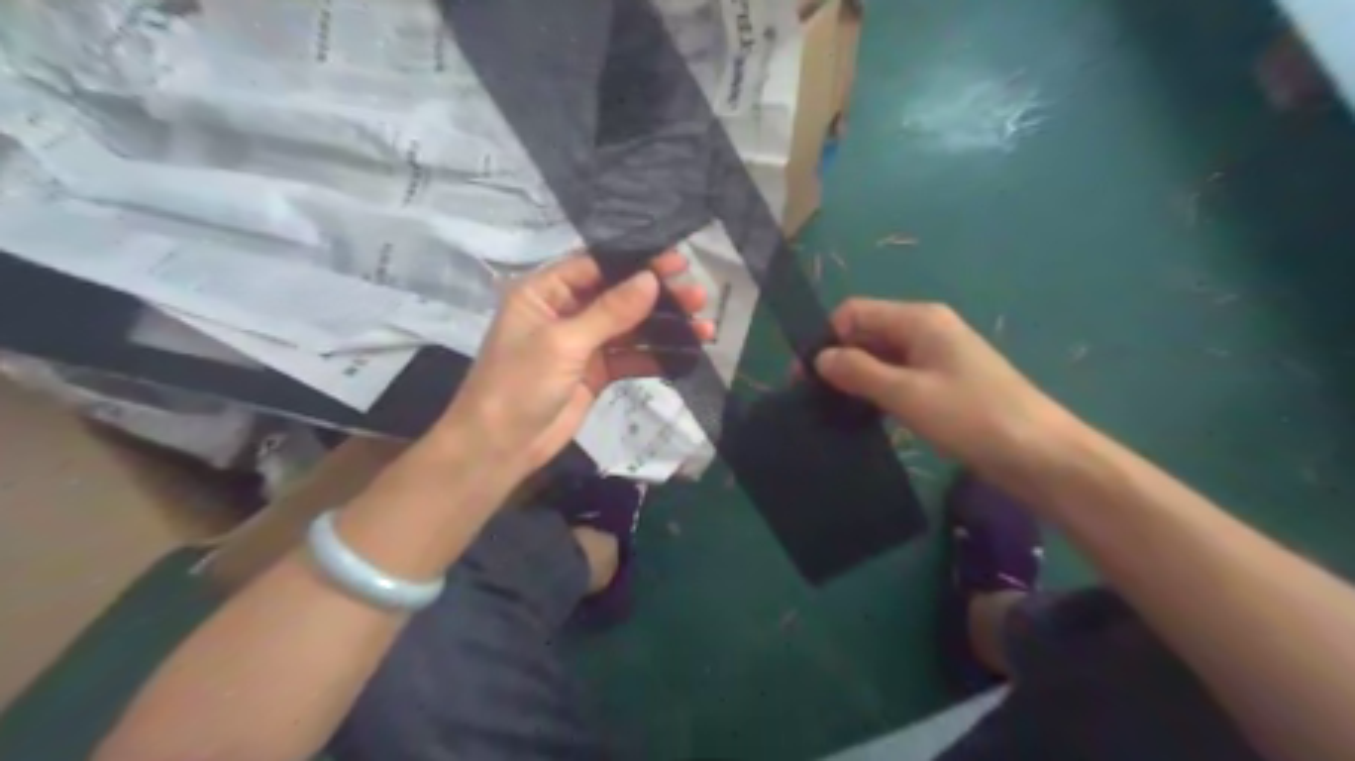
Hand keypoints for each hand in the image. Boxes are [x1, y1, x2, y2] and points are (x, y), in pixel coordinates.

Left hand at [437, 252, 713, 476]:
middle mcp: (564, 312)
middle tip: (698, 296)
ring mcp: (581, 344)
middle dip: (658, 297)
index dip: (637, 263)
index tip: (677, 263)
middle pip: (618, 296)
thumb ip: (610, 311)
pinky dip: (655, 356)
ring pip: (629, 328)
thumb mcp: (564, 342)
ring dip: (663, 328)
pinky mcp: (595, 373)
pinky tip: (685, 353)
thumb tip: (650, 280)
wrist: (500, 447)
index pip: (596, 267)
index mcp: (544, 292)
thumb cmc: (520, 384)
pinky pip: (629, 357)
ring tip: (703, 326)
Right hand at [814, 298, 1079, 471]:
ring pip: (881, 358)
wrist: (1040, 455)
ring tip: (832, 411)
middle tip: (812, 399)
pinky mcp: (943, 384)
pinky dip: (877, 392)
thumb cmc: (972, 416)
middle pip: (866, 333)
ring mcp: (936, 357)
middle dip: (838, 360)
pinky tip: (863, 417)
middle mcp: (925, 329)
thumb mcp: (907, 393)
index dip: (827, 338)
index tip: (805, 377)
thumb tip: (820, 358)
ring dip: (856, 378)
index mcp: (918, 319)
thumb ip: (859, 371)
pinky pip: (898, 378)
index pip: (854, 313)